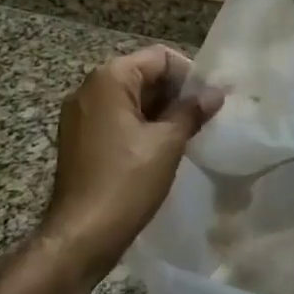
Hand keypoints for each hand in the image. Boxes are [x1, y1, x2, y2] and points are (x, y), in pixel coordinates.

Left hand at [43, 47, 222, 270]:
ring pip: (130, 98)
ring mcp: (80, 114)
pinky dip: (140, 126)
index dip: (188, 74)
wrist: (80, 236)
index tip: (209, 100)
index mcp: (108, 79)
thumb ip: (191, 111)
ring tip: (188, 133)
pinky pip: (116, 118)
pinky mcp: (79, 138)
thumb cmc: (126, 182)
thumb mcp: (167, 143)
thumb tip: (215, 93)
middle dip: (175, 93)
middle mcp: (89, 88)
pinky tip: (162, 148)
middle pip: (143, 74)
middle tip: (203, 117)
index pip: (159, 57)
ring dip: (160, 111)